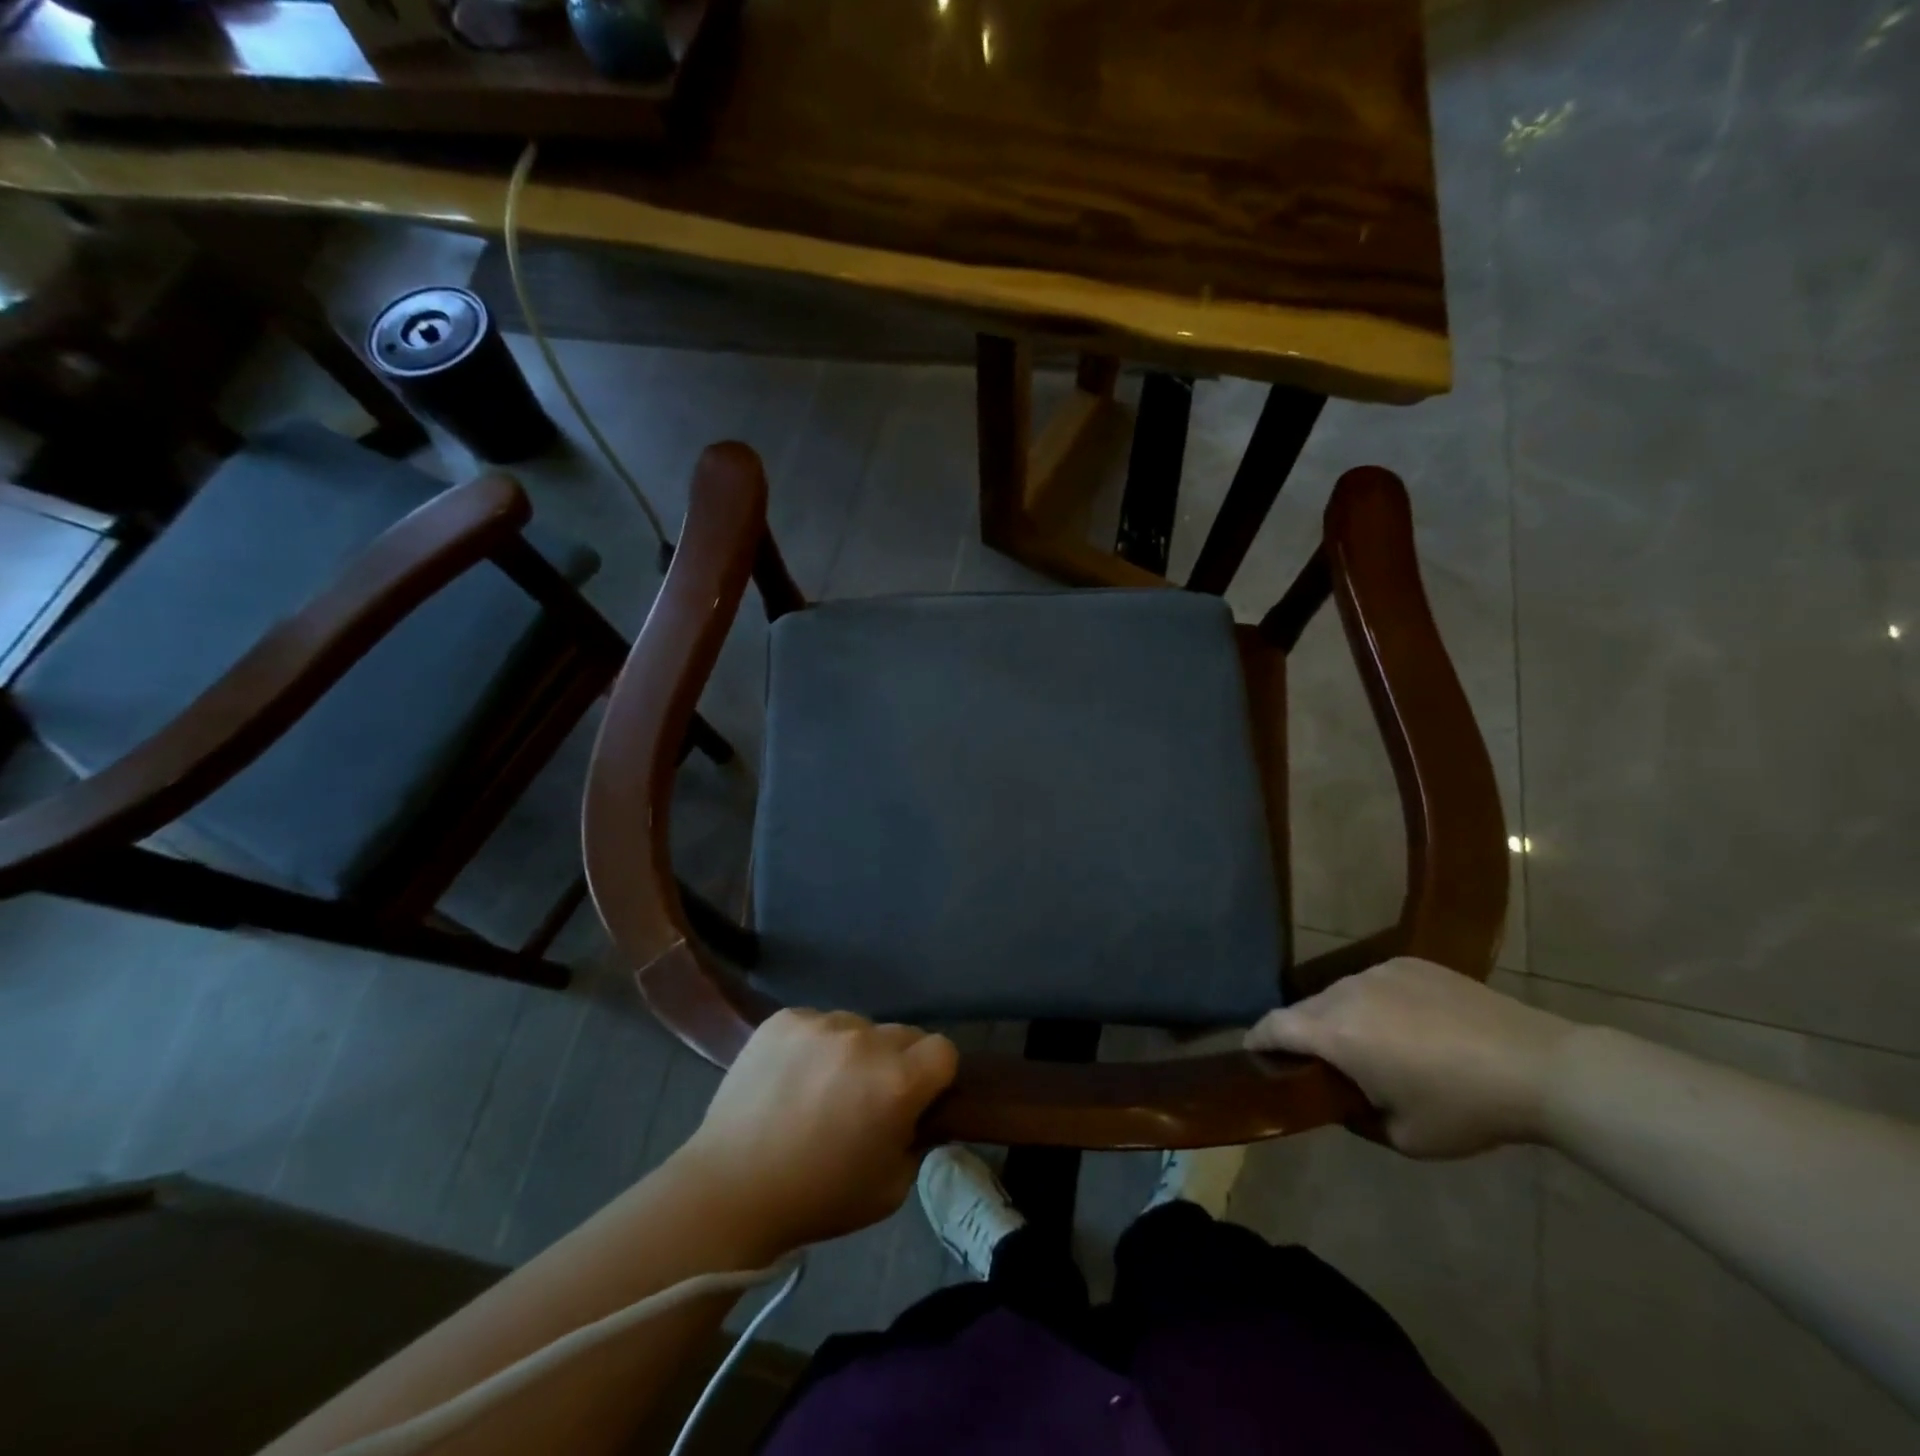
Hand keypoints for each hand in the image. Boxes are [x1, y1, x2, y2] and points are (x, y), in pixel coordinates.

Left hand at [674, 1009, 957, 1252]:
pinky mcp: (784, 1018)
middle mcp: (864, 1040)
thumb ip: (917, 1141)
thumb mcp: (891, 1188)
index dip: (934, 1076)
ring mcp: (821, 1023)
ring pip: (858, 1026)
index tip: (916, 1100)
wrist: (729, 1190)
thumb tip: (916, 1115)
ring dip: (854, 1051)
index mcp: (897, 1081)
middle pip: (903, 1034)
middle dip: (896, 1062)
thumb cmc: (818, 1198)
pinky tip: (792, 1078)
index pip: (943, 1050)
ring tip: (822, 1089)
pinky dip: (814, 1045)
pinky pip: (817, 1023)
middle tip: (867, 1098)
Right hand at [1246, 958, 1575, 1157]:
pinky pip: (1374, 983)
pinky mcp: (1410, 963)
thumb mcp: (1403, 1137)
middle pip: (1304, 1008)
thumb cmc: (1464, 1109)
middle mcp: (1346, 992)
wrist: (1538, 1066)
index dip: (1257, 1040)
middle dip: (1303, 1034)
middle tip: (1323, 1064)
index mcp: (1335, 1032)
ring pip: (1339, 993)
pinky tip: (1411, 1027)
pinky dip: (1375, 1003)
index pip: (1273, 1026)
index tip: (1255, 1055)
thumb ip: (1355, 1116)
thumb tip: (1342, 1098)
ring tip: (1372, 1046)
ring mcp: (1379, 972)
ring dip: (1340, 1017)